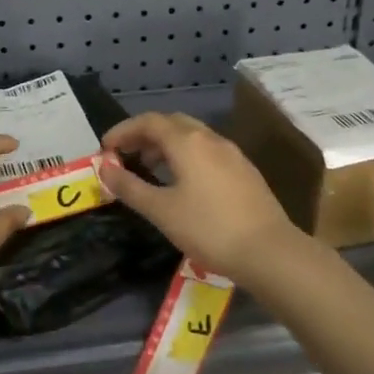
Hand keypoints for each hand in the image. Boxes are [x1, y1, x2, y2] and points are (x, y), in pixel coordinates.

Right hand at [96, 113, 306, 285]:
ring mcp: (231, 153)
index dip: (123, 130)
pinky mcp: (244, 171)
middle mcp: (210, 139)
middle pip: (171, 123)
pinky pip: (207, 151)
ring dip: (166, 145)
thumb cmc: (208, 228)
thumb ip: (130, 187)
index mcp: (188, 142)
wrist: (269, 252)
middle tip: (125, 155)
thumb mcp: (161, 211)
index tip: (105, 148)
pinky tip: (182, 183)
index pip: (148, 122)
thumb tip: (104, 168)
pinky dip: (186, 156)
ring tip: (149, 169)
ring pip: (192, 136)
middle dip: (144, 134)